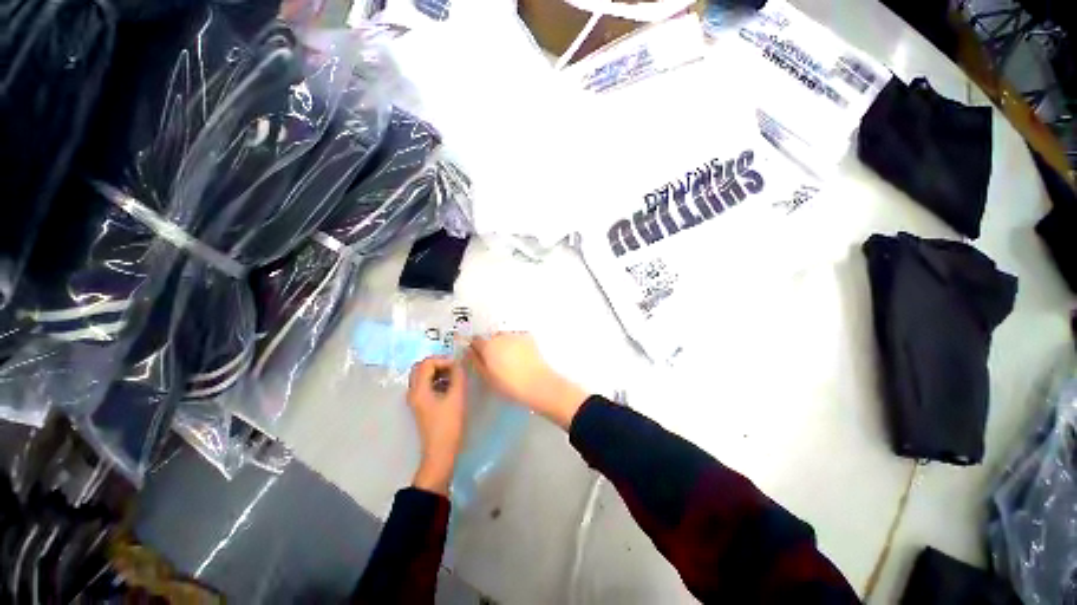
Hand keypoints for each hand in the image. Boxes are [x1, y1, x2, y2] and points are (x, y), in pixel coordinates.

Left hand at [407, 357, 466, 495]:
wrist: (440, 452)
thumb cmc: (448, 424)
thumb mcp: (456, 397)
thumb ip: (458, 377)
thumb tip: (458, 363)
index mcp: (419, 389)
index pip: (427, 363)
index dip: (443, 360)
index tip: (457, 366)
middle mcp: (413, 392)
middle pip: (420, 367)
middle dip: (438, 363)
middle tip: (454, 367)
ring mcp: (416, 399)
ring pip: (422, 376)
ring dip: (437, 371)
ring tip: (454, 376)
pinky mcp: (421, 405)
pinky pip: (426, 385)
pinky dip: (436, 380)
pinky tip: (450, 386)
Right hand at [468, 333, 586, 429]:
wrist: (537, 383)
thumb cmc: (509, 384)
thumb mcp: (487, 377)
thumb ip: (476, 361)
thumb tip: (469, 351)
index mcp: (488, 346)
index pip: (475, 340)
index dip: (475, 348)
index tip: (479, 356)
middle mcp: (500, 336)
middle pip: (491, 337)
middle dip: (491, 345)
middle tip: (496, 360)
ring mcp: (516, 335)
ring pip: (504, 336)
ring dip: (504, 343)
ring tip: (510, 358)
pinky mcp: (528, 337)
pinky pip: (517, 337)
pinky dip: (516, 343)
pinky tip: (521, 356)